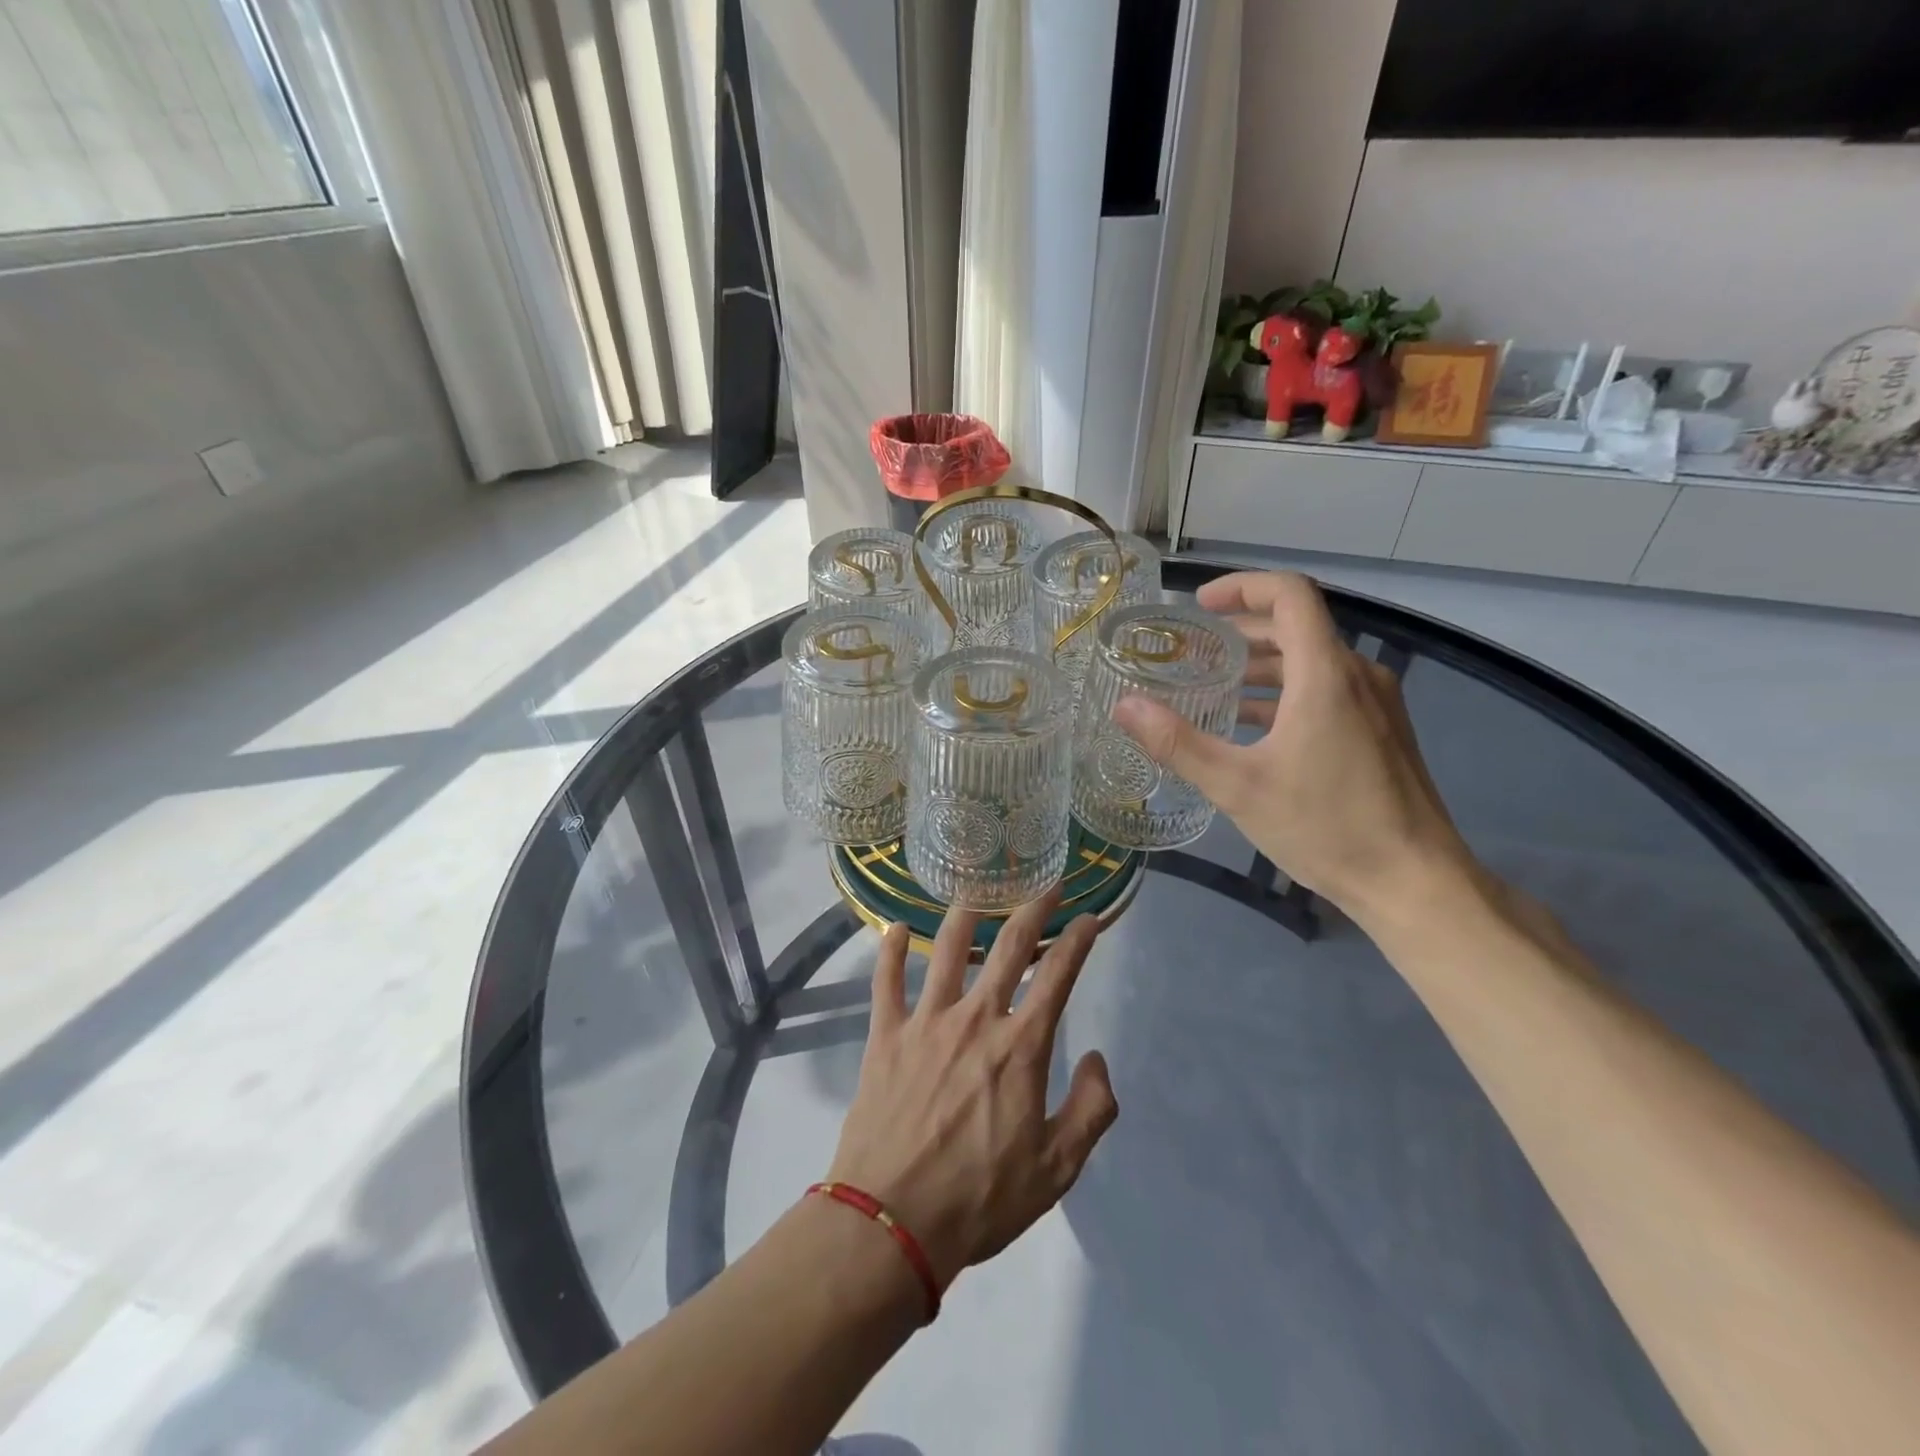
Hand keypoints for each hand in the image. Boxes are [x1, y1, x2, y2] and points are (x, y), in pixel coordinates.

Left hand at [825, 894, 1118, 1289]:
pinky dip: (890, 950)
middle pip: (1008, 947)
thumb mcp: (1056, 1170)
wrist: (892, 1222)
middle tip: (1046, 886)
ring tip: (976, 893)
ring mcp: (926, 1021)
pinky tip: (894, 928)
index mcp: (1020, 1047)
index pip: (1058, 977)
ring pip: (947, 949)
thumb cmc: (979, 1199)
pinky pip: (887, 980)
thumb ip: (1090, 1110)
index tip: (1088, 918)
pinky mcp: (885, 1035)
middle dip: (1033, 910)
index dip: (1078, 941)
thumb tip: (1097, 1059)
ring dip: (965, 914)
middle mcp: (975, 1018)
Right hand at [1113, 571, 1478, 927]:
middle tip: (1192, 651)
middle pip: (1297, 625)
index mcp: (1325, 674)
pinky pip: (1327, 690)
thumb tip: (1124, 706)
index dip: (1242, 587)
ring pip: (1311, 661)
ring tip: (1212, 688)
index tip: (1199, 606)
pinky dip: (1285, 692)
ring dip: (1261, 665)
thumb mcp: (1238, 786)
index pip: (1289, 594)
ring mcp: (1376, 703)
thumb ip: (1178, 742)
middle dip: (1241, 630)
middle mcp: (1356, 675)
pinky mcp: (1382, 730)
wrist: (1414, 882)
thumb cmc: (1326, 826)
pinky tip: (1252, 727)